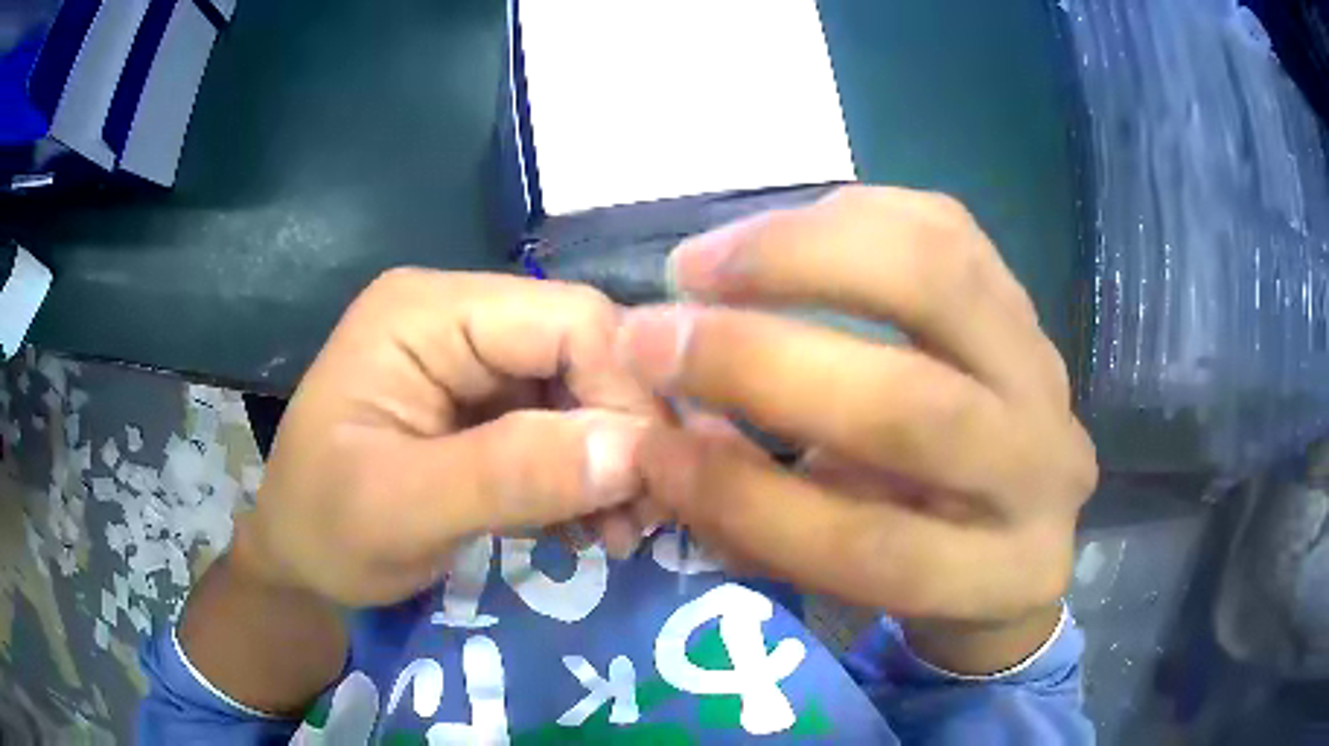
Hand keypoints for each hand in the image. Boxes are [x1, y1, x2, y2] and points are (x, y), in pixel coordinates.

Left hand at [241, 270, 663, 607]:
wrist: (298, 562)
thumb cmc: (324, 530)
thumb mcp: (400, 510)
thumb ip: (509, 475)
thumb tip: (632, 450)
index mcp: (425, 312)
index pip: (566, 319)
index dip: (624, 391)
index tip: (650, 482)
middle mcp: (456, 316)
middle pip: (582, 350)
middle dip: (623, 434)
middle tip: (645, 518)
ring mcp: (470, 360)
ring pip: (580, 391)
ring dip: (610, 462)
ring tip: (622, 533)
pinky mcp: (481, 405)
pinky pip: (559, 424)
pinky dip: (585, 476)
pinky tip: (591, 525)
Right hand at [619, 187, 1097, 672]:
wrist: (1022, 509)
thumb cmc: (927, 557)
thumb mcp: (852, 578)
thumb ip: (768, 522)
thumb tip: (672, 440)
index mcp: (996, 575)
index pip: (870, 545)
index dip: (744, 498)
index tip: (651, 445)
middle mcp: (1043, 471)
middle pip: (912, 405)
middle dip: (759, 362)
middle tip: (656, 332)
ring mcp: (1047, 374)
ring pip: (939, 280)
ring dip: (799, 255)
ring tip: (700, 264)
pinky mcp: (1028, 302)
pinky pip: (946, 227)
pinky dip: (849, 214)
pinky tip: (781, 232)